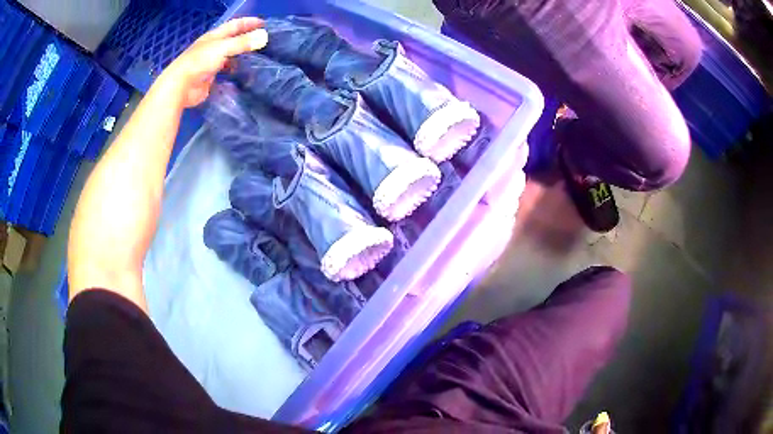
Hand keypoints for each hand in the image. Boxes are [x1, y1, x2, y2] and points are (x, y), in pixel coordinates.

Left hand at [159, 17, 267, 107]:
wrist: (181, 86)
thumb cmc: (200, 62)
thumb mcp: (223, 48)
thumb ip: (243, 42)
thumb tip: (264, 37)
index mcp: (214, 36)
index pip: (234, 25)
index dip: (248, 22)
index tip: (264, 24)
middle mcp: (212, 47)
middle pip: (232, 40)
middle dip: (246, 39)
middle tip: (263, 41)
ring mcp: (210, 63)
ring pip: (229, 56)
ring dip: (241, 56)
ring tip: (257, 58)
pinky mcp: (210, 78)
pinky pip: (226, 72)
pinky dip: (235, 71)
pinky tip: (243, 74)